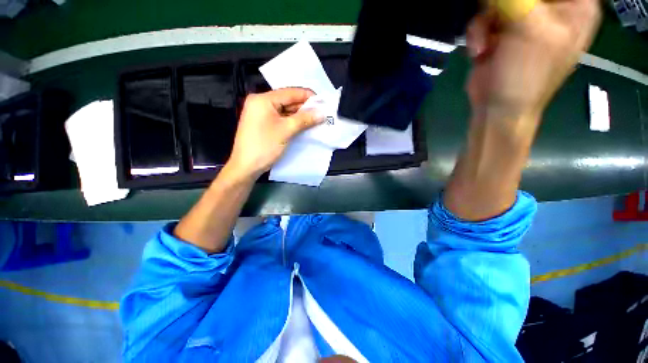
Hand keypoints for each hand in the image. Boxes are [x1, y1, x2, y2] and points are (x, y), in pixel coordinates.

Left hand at [226, 88, 322, 178]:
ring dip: (299, 115)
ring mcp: (261, 114)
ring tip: (316, 119)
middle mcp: (261, 103)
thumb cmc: (264, 146)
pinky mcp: (262, 124)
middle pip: (287, 101)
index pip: (290, 92)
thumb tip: (322, 113)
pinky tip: (303, 125)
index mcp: (263, 99)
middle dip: (304, 107)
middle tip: (321, 113)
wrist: (246, 166)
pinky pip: (280, 119)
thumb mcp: (286, 131)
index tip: (322, 102)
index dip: (307, 96)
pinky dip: (292, 121)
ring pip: (284, 110)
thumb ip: (304, 119)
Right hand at [466, 0, 600, 121]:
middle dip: (504, 4)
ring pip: (500, 0)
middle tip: (499, 20)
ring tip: (486, 45)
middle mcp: (553, 7)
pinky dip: (478, 32)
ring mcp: (526, 18)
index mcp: (576, 5)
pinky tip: (481, 51)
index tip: (520, 8)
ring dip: (486, 20)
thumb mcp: (530, 29)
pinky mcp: (502, 30)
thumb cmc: (525, 74)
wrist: (497, 107)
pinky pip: (486, 15)